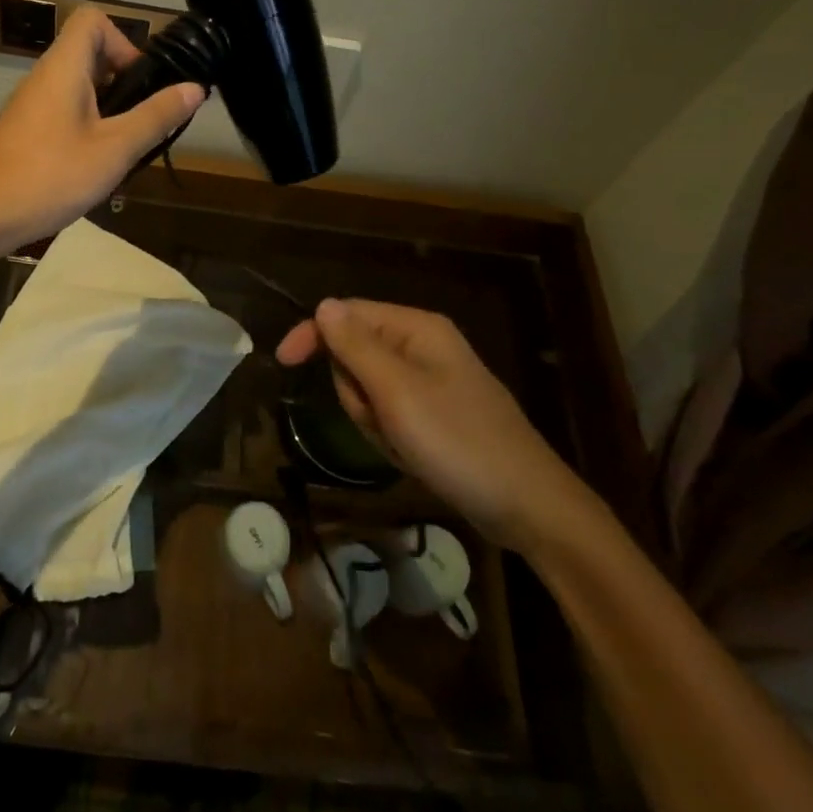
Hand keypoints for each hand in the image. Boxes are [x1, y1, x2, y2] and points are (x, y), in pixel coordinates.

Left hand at [0, 6, 204, 251]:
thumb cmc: (51, 176)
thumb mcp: (115, 149)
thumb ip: (156, 117)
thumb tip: (195, 87)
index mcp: (64, 68)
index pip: (93, 20)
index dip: (124, 42)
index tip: (140, 84)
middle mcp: (44, 77)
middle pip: (90, 55)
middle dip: (124, 84)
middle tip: (140, 124)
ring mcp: (31, 106)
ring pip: (80, 89)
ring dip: (108, 112)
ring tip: (122, 152)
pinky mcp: (25, 132)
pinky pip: (65, 114)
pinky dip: (87, 130)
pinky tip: (93, 170)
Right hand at [276, 299, 598, 550]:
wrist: (529, 506)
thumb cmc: (459, 442)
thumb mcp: (397, 393)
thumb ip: (355, 346)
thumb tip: (322, 304)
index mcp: (417, 329)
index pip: (347, 314)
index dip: (313, 334)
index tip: (283, 363)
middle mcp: (423, 346)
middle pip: (355, 354)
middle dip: (356, 393)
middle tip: (383, 421)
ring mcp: (432, 381)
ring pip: (368, 389)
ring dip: (373, 420)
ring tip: (404, 444)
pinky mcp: (436, 413)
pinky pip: (390, 413)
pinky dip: (391, 436)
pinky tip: (415, 456)